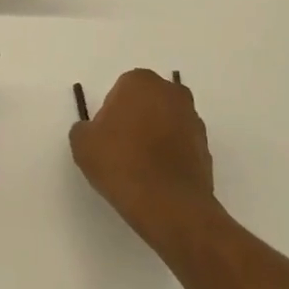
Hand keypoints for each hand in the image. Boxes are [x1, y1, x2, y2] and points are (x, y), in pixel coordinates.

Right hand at [70, 69, 215, 237]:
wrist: (169, 206)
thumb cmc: (121, 163)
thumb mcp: (83, 144)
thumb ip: (84, 129)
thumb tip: (93, 131)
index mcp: (141, 82)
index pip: (121, 90)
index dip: (111, 114)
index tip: (106, 137)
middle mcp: (171, 93)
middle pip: (147, 102)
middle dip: (136, 119)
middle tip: (122, 149)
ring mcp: (193, 120)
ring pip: (167, 122)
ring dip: (156, 137)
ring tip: (141, 168)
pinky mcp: (206, 148)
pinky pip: (181, 146)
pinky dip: (171, 156)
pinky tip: (158, 179)